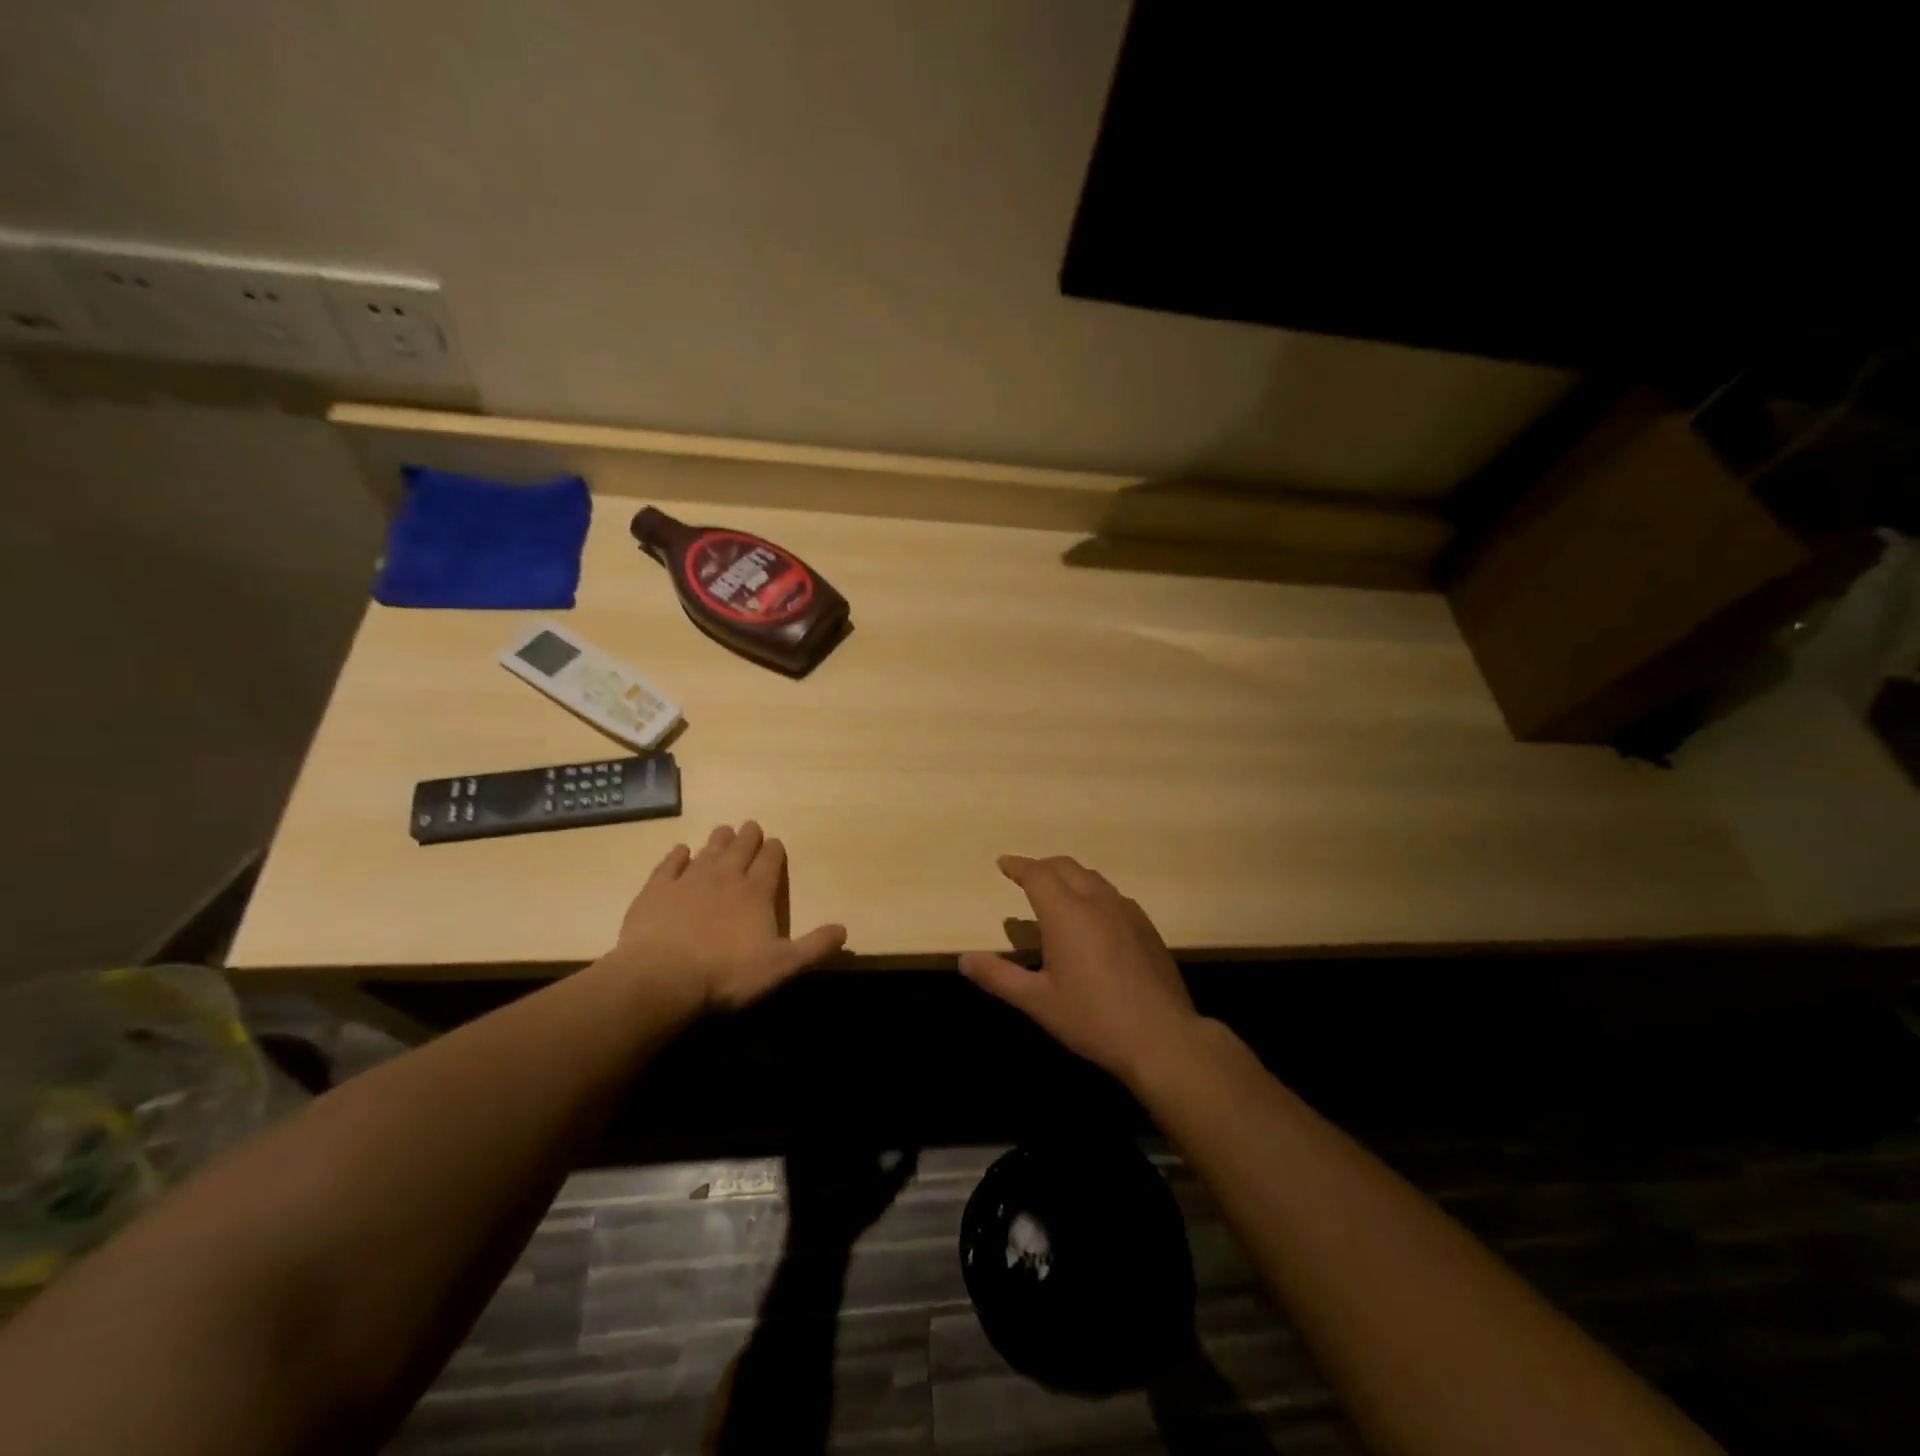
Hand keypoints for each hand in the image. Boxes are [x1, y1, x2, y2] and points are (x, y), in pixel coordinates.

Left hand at [615, 821, 846, 1013]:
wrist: (661, 978)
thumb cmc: (727, 974)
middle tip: (751, 827)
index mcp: (757, 892)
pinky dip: (677, 855)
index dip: (775, 850)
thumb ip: (814, 946)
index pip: (770, 861)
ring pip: (708, 850)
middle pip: (740, 848)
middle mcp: (725, 877)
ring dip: (718, 840)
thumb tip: (844, 930)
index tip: (775, 843)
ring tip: (724, 830)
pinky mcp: (656, 890)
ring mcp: (688, 880)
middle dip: (748, 836)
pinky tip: (680, 851)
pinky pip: (669, 865)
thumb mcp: (782, 966)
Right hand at [959, 855, 1202, 1085]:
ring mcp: (1126, 911)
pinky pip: (1112, 894)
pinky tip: (1092, 915)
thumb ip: (998, 976)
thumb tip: (965, 959)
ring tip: (1055, 890)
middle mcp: (1096, 901)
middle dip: (1042, 866)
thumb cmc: (1092, 1018)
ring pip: (1092, 877)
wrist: (1161, 1037)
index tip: (1003, 863)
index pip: (1037, 874)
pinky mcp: (1146, 926)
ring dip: (1068, 875)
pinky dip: (1092, 891)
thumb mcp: (1037, 1001)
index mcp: (1066, 913)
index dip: (1018, 866)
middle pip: (1065, 867)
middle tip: (1025, 876)